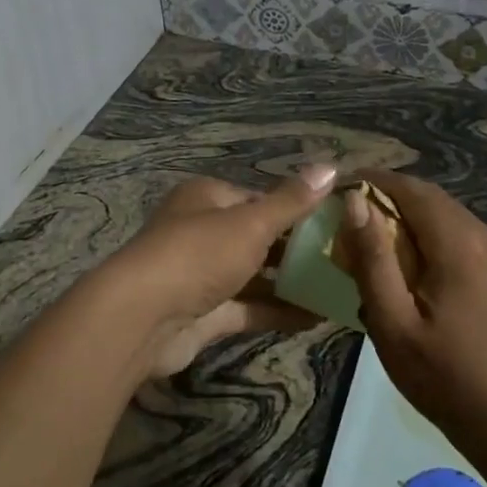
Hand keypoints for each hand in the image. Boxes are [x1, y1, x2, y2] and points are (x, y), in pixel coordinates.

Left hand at [96, 166, 336, 377]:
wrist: (143, 318)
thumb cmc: (198, 254)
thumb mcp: (251, 223)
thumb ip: (291, 202)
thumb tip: (331, 167)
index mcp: (207, 198)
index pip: (258, 198)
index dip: (295, 209)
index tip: (334, 222)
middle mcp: (202, 231)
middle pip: (257, 237)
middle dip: (296, 249)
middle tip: (343, 259)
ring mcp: (202, 275)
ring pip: (254, 275)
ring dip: (290, 283)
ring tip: (338, 289)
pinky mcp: (204, 313)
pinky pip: (248, 308)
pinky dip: (277, 312)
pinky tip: (316, 318)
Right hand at [340, 170, 486, 449]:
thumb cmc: (443, 377)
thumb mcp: (393, 322)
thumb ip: (372, 258)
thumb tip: (354, 201)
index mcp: (459, 244)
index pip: (411, 189)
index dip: (373, 180)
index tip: (338, 187)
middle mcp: (485, 236)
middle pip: (429, 198)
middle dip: (387, 198)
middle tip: (347, 215)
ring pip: (445, 215)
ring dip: (407, 217)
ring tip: (370, 238)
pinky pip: (458, 235)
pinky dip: (427, 236)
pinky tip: (406, 264)